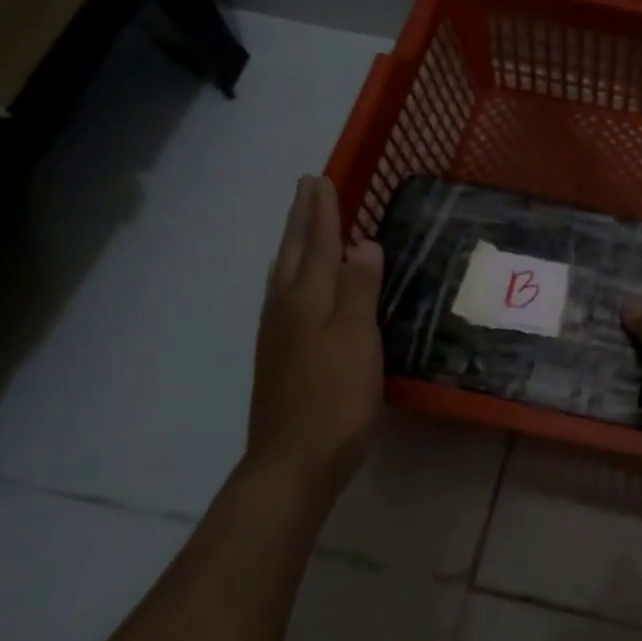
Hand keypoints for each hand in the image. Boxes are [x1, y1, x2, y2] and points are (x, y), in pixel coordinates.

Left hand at [248, 175, 383, 494]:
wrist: (294, 461)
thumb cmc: (335, 398)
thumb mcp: (357, 339)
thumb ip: (360, 289)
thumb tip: (363, 242)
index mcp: (306, 300)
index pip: (317, 244)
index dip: (322, 212)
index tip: (321, 179)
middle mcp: (286, 310)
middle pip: (292, 254)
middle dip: (301, 220)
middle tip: (306, 188)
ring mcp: (278, 336)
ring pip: (283, 276)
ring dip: (293, 245)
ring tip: (300, 228)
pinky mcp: (280, 359)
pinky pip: (285, 299)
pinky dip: (292, 277)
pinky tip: (296, 290)